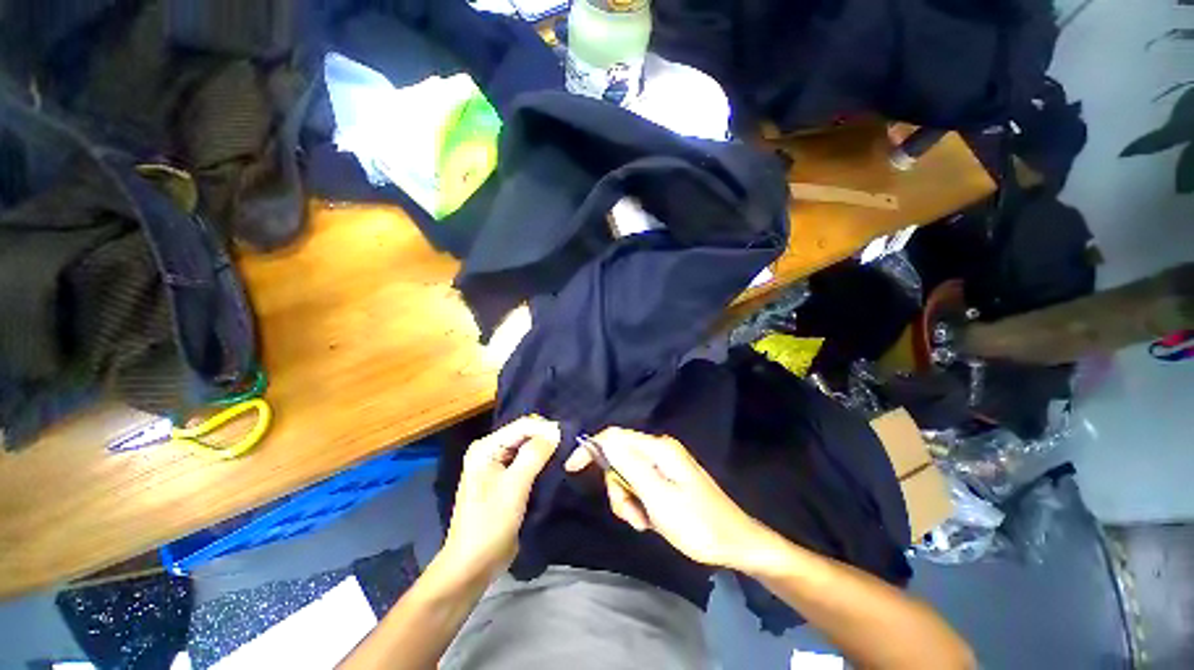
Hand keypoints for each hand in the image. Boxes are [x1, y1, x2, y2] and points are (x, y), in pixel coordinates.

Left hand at [440, 416, 559, 580]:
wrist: (473, 565)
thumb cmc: (490, 524)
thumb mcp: (514, 486)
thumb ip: (534, 454)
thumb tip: (555, 430)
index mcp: (485, 448)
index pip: (522, 425)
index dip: (545, 428)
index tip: (569, 436)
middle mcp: (490, 450)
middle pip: (525, 433)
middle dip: (546, 437)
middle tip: (570, 445)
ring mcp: (497, 465)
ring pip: (527, 447)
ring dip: (545, 449)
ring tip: (566, 453)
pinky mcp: (506, 479)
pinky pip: (527, 461)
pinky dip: (541, 461)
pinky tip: (555, 464)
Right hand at [564, 427, 766, 569]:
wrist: (735, 543)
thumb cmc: (697, 524)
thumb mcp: (659, 499)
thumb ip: (630, 467)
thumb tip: (603, 441)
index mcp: (658, 449)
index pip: (614, 437)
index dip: (591, 449)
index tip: (571, 469)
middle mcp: (659, 450)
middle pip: (619, 458)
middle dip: (617, 487)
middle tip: (631, 515)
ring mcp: (664, 464)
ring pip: (628, 474)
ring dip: (628, 500)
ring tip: (644, 522)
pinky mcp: (667, 477)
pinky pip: (640, 484)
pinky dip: (638, 502)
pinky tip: (650, 520)